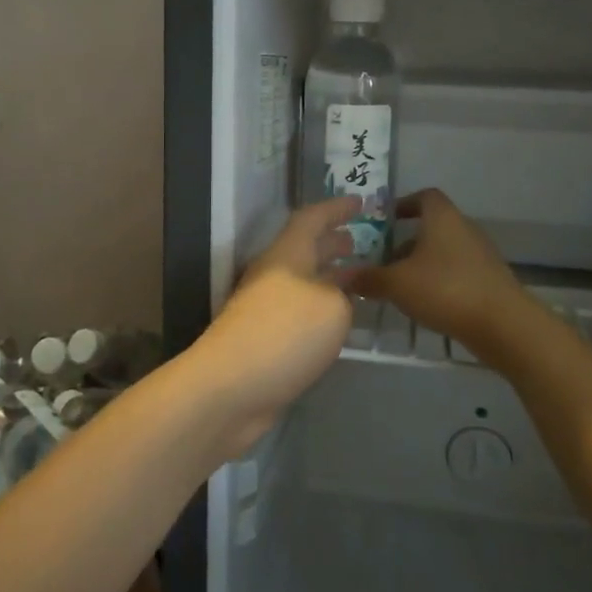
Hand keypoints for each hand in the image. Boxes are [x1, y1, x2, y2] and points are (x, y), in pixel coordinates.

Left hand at [189, 199, 357, 455]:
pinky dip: (322, 309)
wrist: (230, 388)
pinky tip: (340, 323)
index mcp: (286, 255)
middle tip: (361, 240)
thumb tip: (337, 297)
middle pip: (304, 249)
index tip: (361, 202)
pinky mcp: (264, 340)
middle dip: (332, 242)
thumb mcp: (331, 307)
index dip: (335, 208)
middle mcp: (272, 275)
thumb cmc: (284, 334)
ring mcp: (264, 309)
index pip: (311, 219)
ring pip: (304, 282)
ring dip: (330, 277)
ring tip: (360, 279)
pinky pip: (300, 312)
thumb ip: (343, 294)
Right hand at [347, 189, 524, 350]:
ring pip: (444, 251)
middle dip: (406, 241)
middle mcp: (464, 228)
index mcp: (442, 218)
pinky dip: (440, 280)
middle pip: (432, 226)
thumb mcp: (396, 284)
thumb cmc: (445, 289)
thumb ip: (368, 279)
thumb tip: (342, 277)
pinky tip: (425, 303)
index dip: (404, 204)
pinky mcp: (490, 279)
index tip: (384, 220)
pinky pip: (457, 271)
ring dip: (422, 263)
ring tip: (400, 285)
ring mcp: (481, 254)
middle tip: (383, 260)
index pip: (424, 196)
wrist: (503, 324)